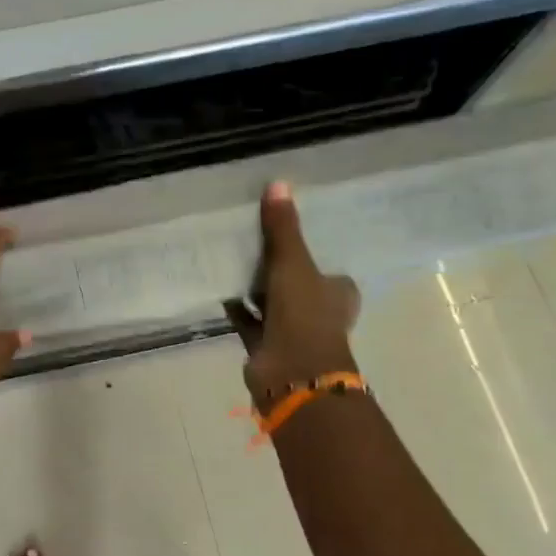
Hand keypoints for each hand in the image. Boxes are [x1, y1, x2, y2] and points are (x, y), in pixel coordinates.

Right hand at [225, 182, 360, 405]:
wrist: (292, 372)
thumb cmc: (304, 315)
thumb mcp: (294, 264)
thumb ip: (284, 228)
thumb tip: (279, 183)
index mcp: (337, 293)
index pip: (328, 270)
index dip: (312, 254)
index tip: (289, 235)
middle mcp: (318, 311)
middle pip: (297, 283)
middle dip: (279, 269)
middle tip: (254, 241)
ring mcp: (291, 330)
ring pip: (272, 302)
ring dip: (255, 288)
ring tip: (232, 258)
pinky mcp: (266, 345)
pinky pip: (248, 320)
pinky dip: (237, 307)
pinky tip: (219, 287)